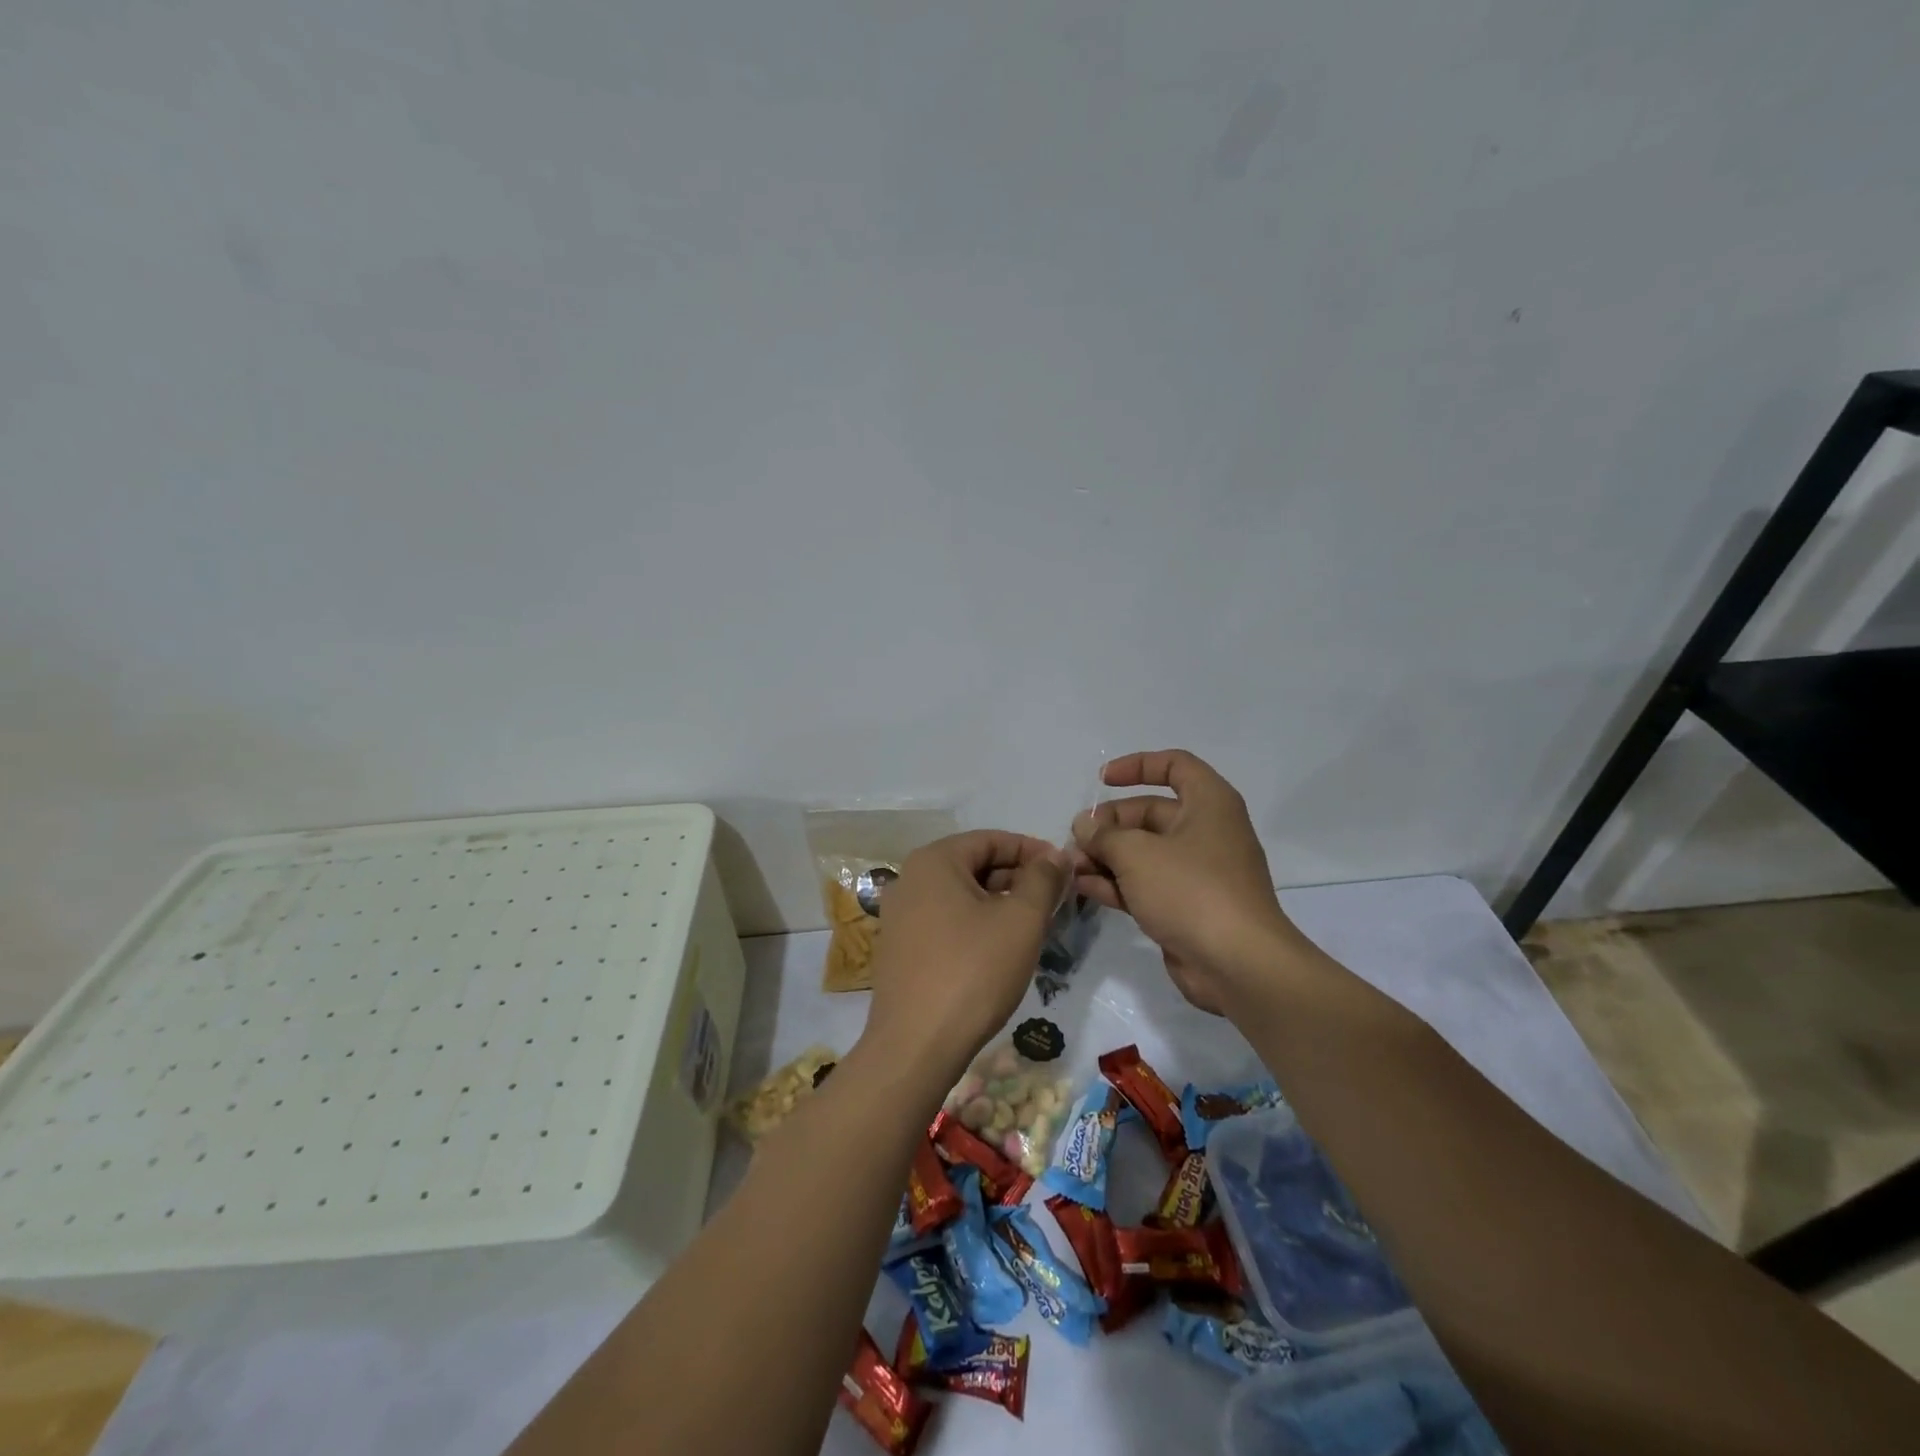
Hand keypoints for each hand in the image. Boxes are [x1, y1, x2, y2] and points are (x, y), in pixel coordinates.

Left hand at [860, 830, 1067, 1082]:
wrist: (916, 1045)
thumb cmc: (973, 970)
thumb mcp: (1021, 920)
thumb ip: (1043, 879)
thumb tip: (1056, 855)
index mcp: (934, 861)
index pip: (991, 839)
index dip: (1032, 850)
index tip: (1064, 870)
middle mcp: (909, 879)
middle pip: (974, 865)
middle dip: (1017, 879)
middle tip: (1054, 901)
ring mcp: (899, 916)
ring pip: (961, 896)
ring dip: (1000, 904)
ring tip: (1034, 927)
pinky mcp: (899, 949)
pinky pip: (945, 922)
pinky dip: (976, 925)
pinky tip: (1000, 951)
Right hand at [1071, 750, 1301, 1013]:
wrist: (1238, 965)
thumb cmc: (1191, 891)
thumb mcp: (1138, 854)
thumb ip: (1105, 835)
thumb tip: (1085, 825)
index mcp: (1209, 804)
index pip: (1174, 765)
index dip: (1137, 766)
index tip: (1102, 780)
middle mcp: (1206, 832)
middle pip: (1150, 814)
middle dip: (1109, 825)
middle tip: (1076, 840)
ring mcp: (1197, 872)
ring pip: (1144, 852)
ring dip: (1106, 856)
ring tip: (1071, 867)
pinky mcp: (1186, 906)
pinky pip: (1146, 884)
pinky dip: (1117, 883)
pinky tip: (1083, 888)